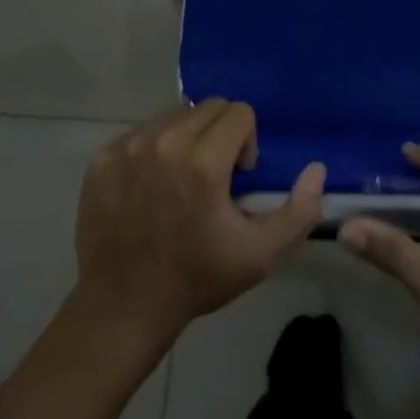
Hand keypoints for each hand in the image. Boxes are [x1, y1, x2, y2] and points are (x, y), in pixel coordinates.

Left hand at [75, 99, 324, 345]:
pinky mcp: (103, 158)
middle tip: (212, 178)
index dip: (246, 143)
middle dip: (219, 135)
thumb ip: (299, 211)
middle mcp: (164, 142)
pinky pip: (142, 133)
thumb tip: (316, 167)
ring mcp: (128, 147)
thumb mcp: (260, 255)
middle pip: (208, 108)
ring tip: (181, 181)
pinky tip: (150, 189)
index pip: (239, 112)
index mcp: (202, 161)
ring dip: (187, 139)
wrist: (122, 310)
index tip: (236, 178)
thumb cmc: (196, 279)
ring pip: (174, 116)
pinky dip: (153, 150)